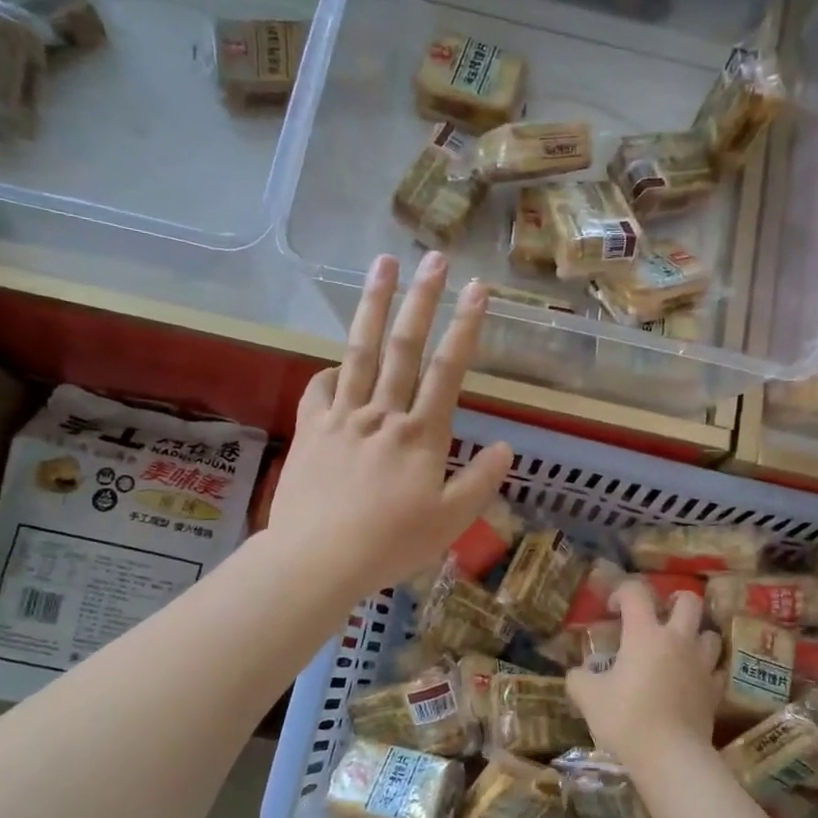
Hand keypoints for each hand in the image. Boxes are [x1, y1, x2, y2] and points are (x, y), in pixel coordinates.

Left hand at [268, 252, 512, 597]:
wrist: (316, 559)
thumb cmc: (389, 545)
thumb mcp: (449, 522)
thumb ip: (479, 481)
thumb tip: (506, 446)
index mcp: (421, 435)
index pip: (448, 370)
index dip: (466, 327)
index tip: (478, 289)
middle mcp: (382, 414)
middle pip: (404, 347)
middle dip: (422, 299)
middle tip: (434, 258)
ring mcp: (342, 418)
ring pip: (359, 351)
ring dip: (373, 305)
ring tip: (381, 265)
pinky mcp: (311, 430)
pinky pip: (320, 388)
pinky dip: (331, 370)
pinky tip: (337, 363)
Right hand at [567, 579, 722, 775]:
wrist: (669, 755)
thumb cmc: (625, 718)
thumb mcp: (588, 697)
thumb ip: (579, 679)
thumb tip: (578, 673)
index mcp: (644, 634)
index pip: (636, 593)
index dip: (622, 592)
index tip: (612, 609)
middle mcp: (678, 640)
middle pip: (690, 602)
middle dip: (675, 601)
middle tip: (660, 616)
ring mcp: (702, 665)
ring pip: (710, 633)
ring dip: (696, 635)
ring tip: (680, 648)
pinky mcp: (715, 691)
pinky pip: (717, 669)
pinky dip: (707, 669)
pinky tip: (694, 679)